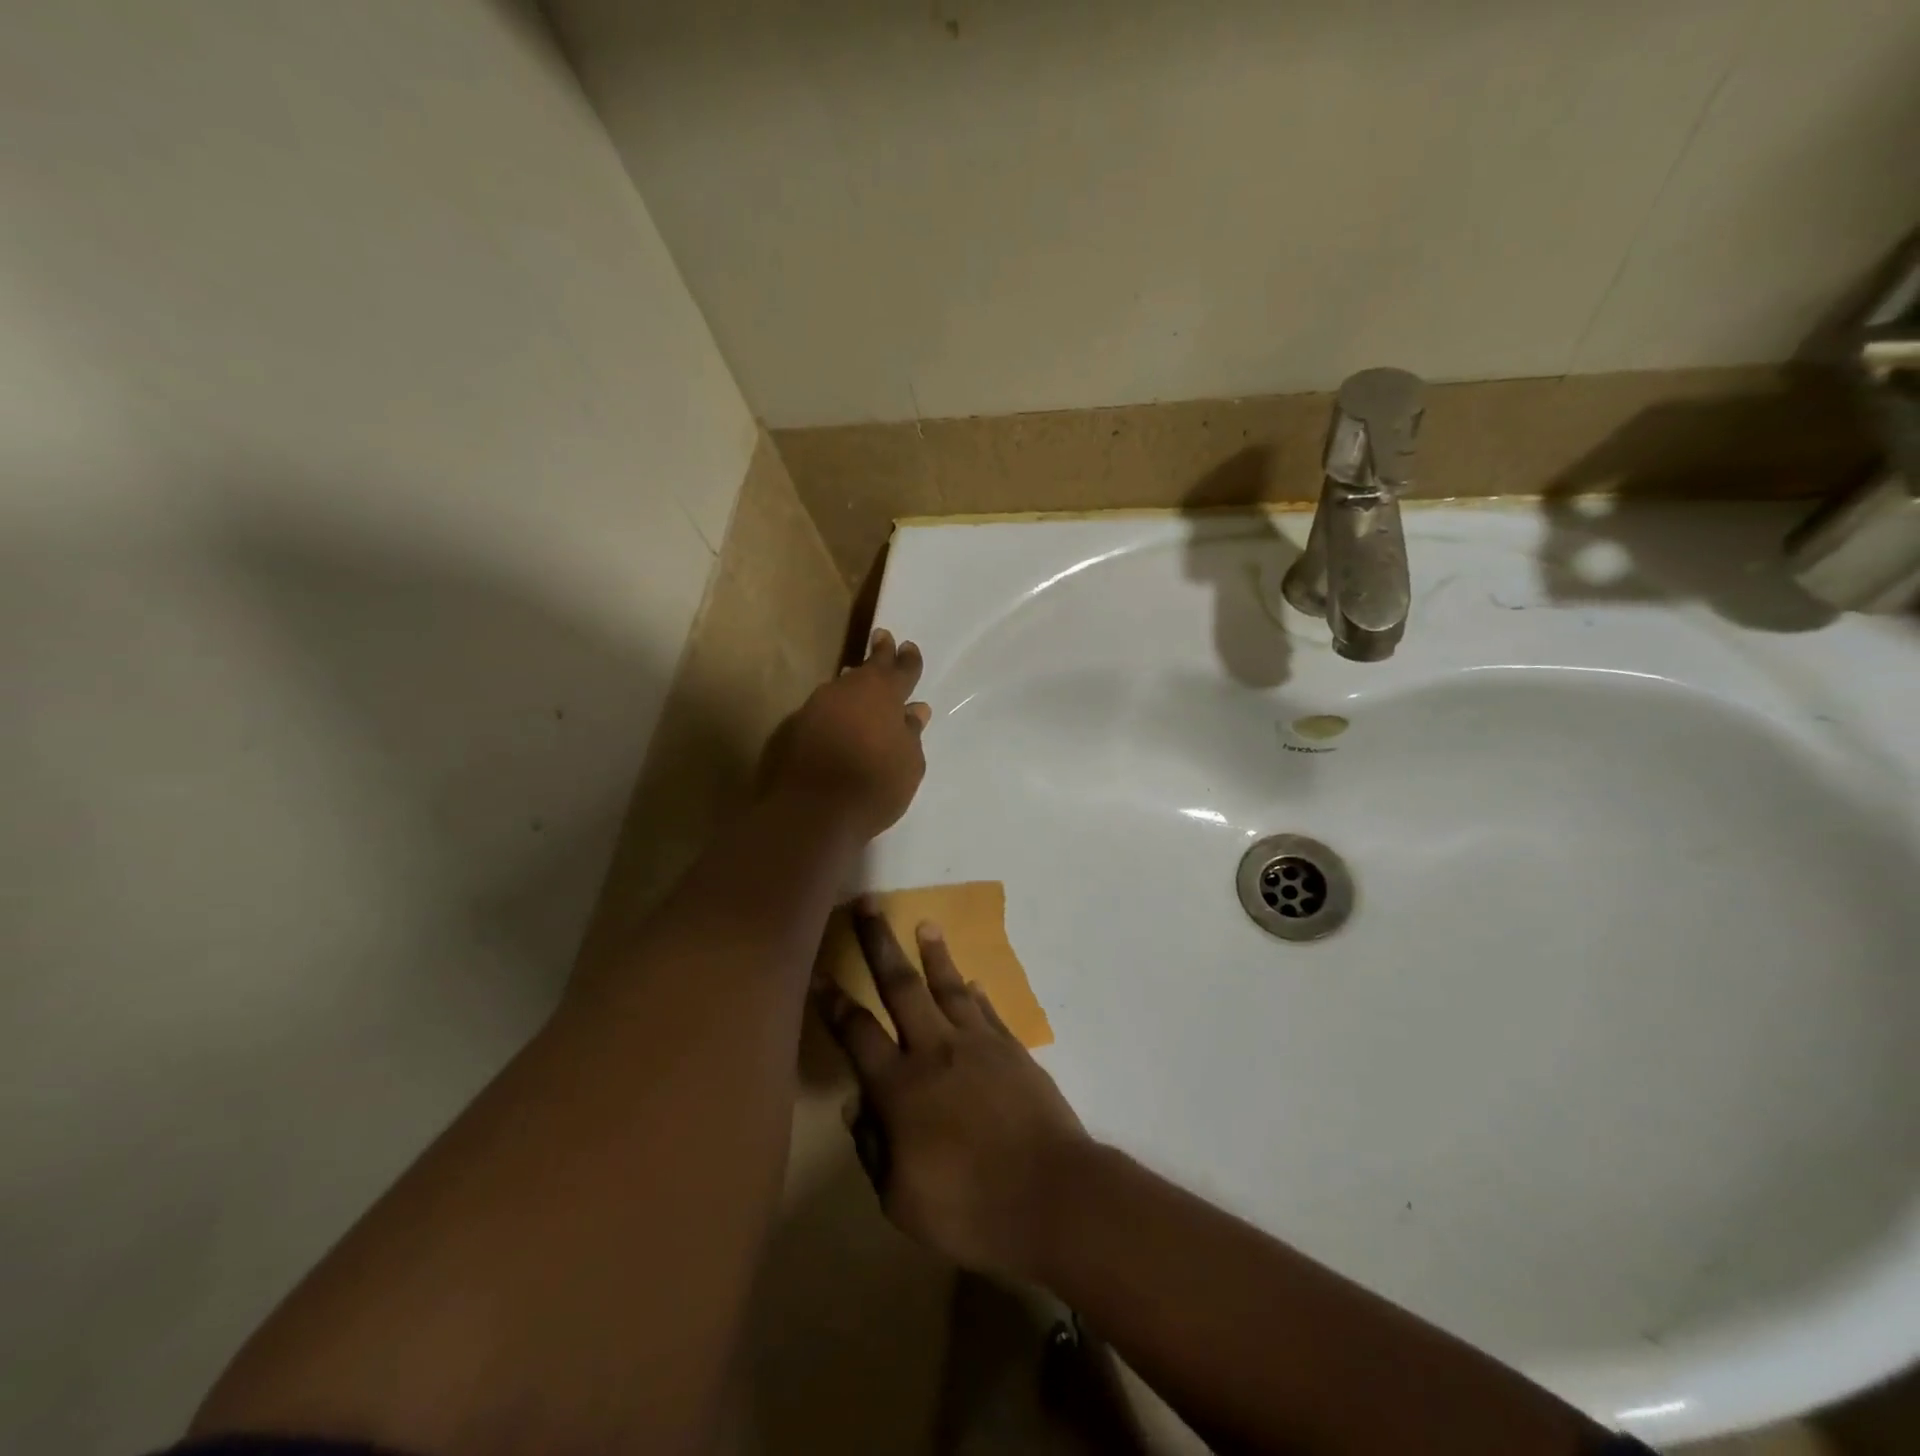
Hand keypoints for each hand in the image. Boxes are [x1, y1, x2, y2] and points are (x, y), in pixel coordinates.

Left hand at [758, 629, 930, 839]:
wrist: (811, 812)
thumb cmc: (873, 786)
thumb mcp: (909, 764)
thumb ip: (911, 733)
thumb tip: (914, 711)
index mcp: (882, 694)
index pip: (901, 669)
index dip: (908, 659)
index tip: (909, 646)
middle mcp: (846, 691)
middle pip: (866, 668)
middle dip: (879, 654)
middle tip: (882, 637)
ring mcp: (815, 707)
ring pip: (840, 689)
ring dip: (852, 686)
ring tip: (858, 682)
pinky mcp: (792, 729)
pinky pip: (821, 712)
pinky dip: (832, 714)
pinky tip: (835, 724)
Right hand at [815, 903, 1089, 1279]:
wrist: (1051, 1195)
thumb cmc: (969, 1208)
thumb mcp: (901, 1200)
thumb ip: (873, 1148)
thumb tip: (855, 1105)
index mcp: (900, 1086)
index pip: (857, 1033)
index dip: (833, 1002)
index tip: (816, 972)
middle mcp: (936, 1051)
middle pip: (901, 986)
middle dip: (880, 944)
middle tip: (869, 905)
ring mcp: (979, 1045)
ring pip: (949, 987)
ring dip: (934, 954)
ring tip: (925, 924)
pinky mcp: (1013, 1050)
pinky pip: (987, 1011)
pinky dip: (975, 993)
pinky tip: (970, 981)